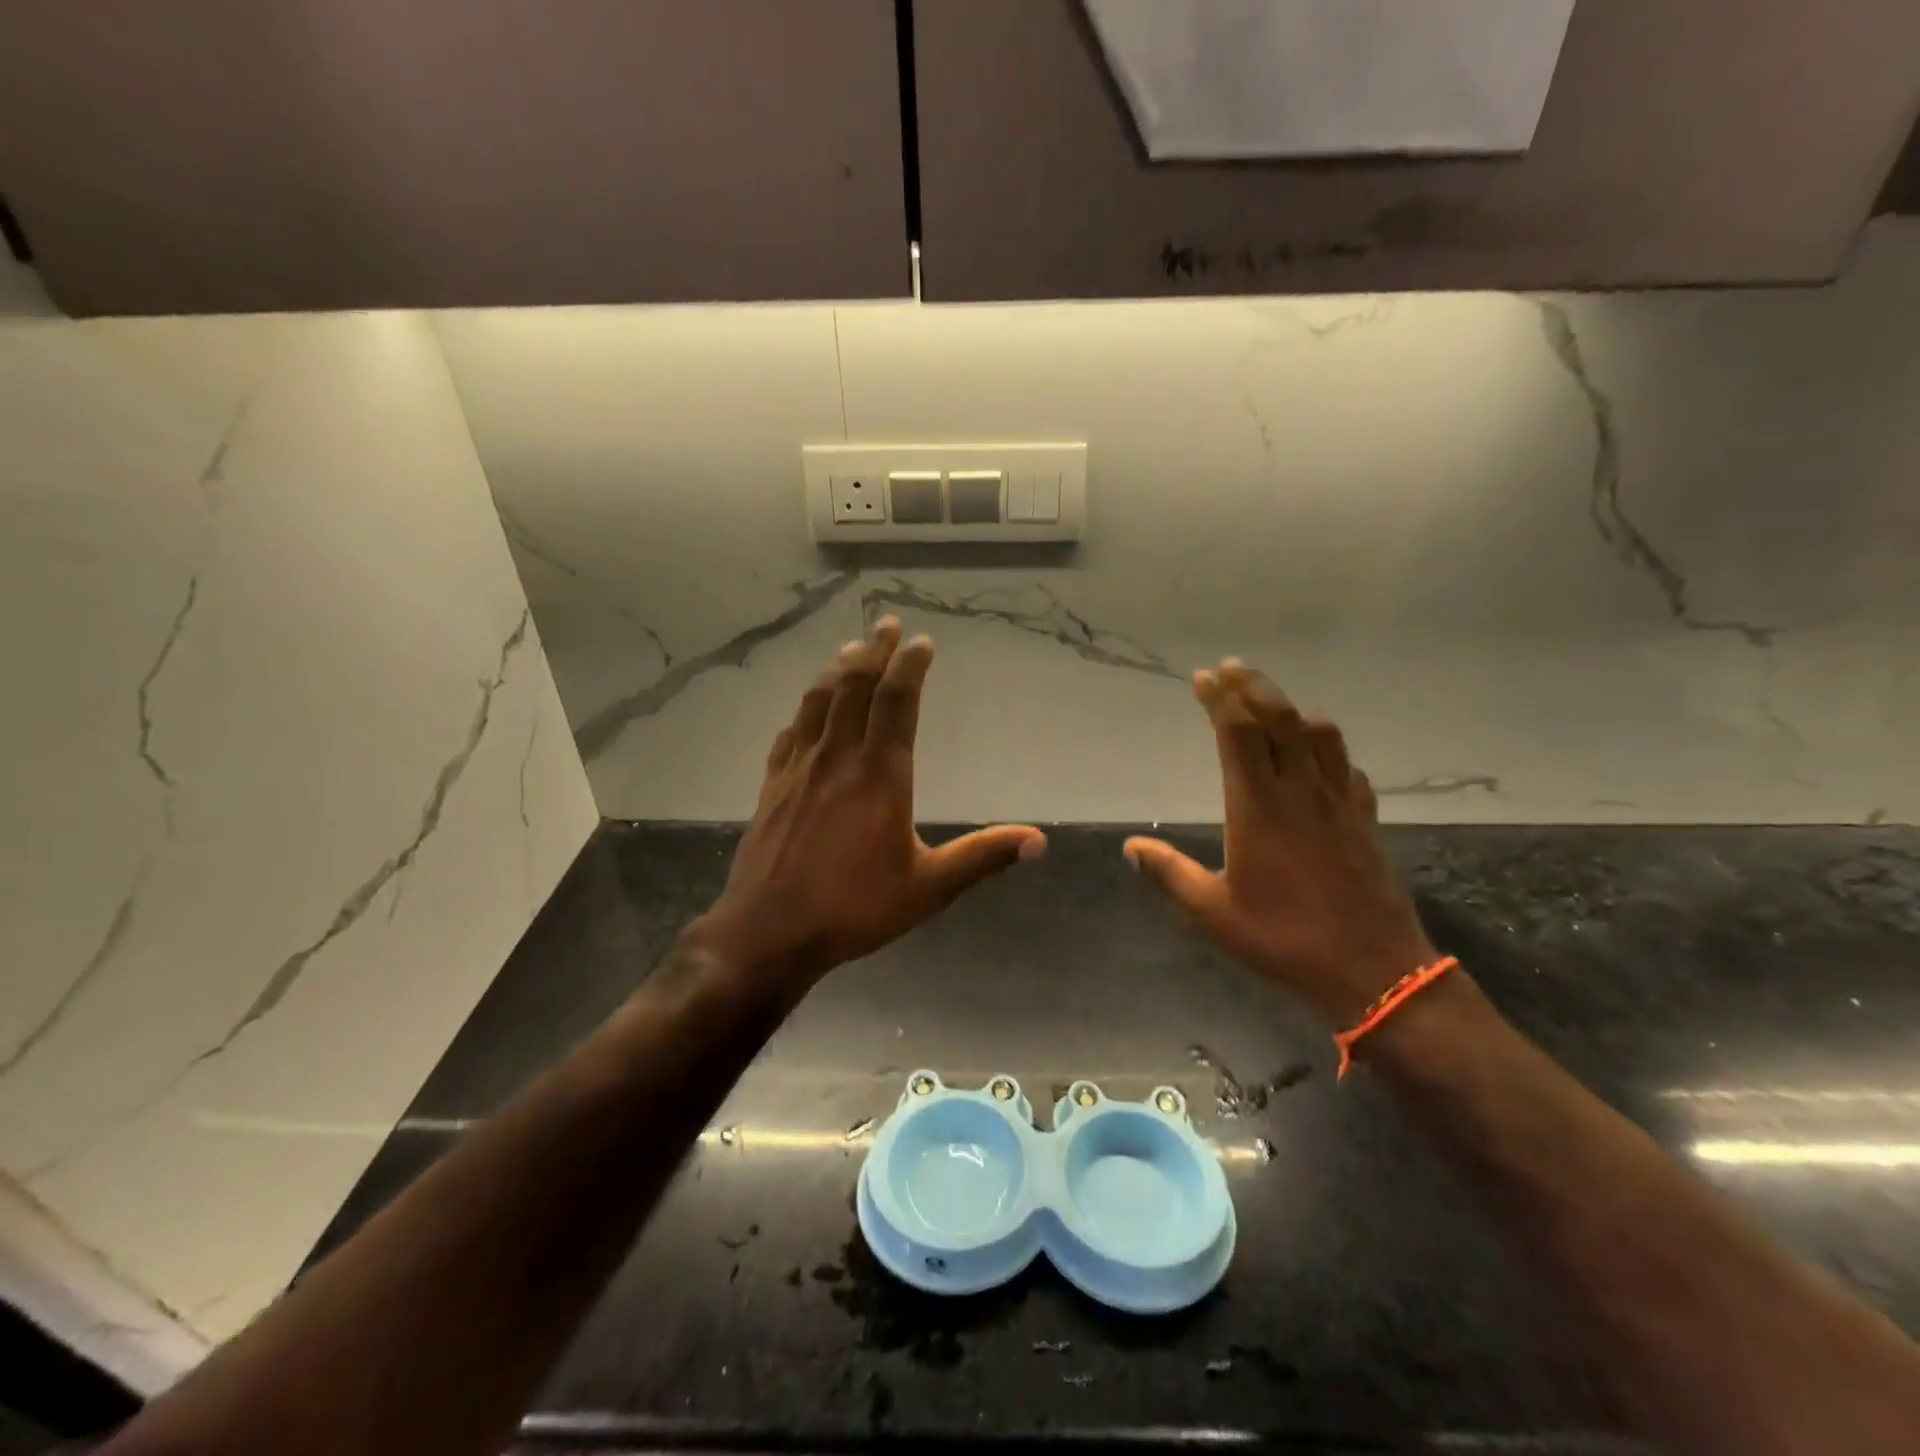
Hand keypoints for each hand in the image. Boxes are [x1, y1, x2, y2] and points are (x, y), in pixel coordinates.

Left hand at [691, 617, 1045, 985]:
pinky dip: (804, 711)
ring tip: (850, 650)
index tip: (922, 642)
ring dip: (837, 671)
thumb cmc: (854, 908)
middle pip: (855, 689)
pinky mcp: (772, 786)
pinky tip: (807, 710)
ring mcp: (799, 769)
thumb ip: (982, 857)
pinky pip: (790, 734)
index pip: (896, 703)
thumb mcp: (929, 888)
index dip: (910, 668)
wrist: (770, 931)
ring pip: (818, 703)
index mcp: (879, 775)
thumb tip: (1039, 841)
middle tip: (887, 624)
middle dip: (874, 652)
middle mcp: (838, 759)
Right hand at [1124, 661, 1435, 1025]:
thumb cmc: (1283, 938)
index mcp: (1258, 807)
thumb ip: (1168, 873)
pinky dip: (1328, 747)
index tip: (1203, 678)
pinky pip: (1346, 766)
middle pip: (1279, 720)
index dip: (1220, 700)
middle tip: (1232, 667)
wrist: (1372, 968)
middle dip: (1253, 687)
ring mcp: (1337, 802)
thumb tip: (1130, 846)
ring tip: (1272, 699)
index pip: (1238, 734)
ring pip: (1319, 734)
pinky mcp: (1363, 819)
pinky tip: (1320, 754)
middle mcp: (1299, 791)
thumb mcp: (1212, 912)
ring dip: (1292, 707)